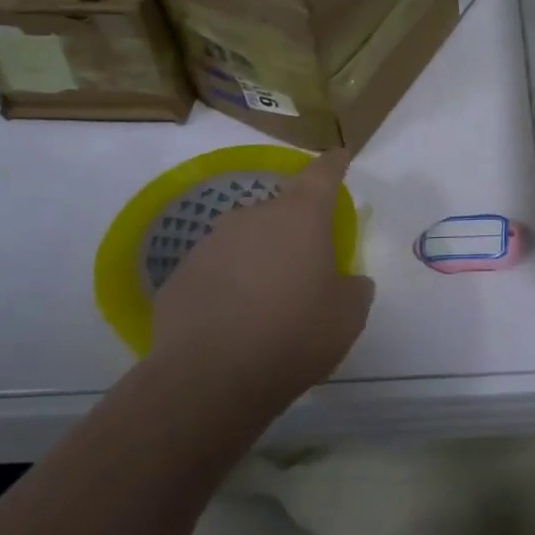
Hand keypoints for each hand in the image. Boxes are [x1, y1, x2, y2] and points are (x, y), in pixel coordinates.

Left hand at [149, 150, 372, 403]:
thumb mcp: (348, 315)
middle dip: (295, 232)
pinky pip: (215, 272)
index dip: (334, 164)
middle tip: (306, 268)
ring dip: (259, 259)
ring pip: (246, 241)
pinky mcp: (180, 275)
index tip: (339, 155)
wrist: (208, 379)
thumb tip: (348, 281)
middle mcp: (253, 217)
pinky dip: (228, 286)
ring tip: (266, 302)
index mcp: (300, 217)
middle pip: (281, 212)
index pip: (322, 175)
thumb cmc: (294, 335)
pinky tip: (232, 322)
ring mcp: (210, 243)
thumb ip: (354, 287)